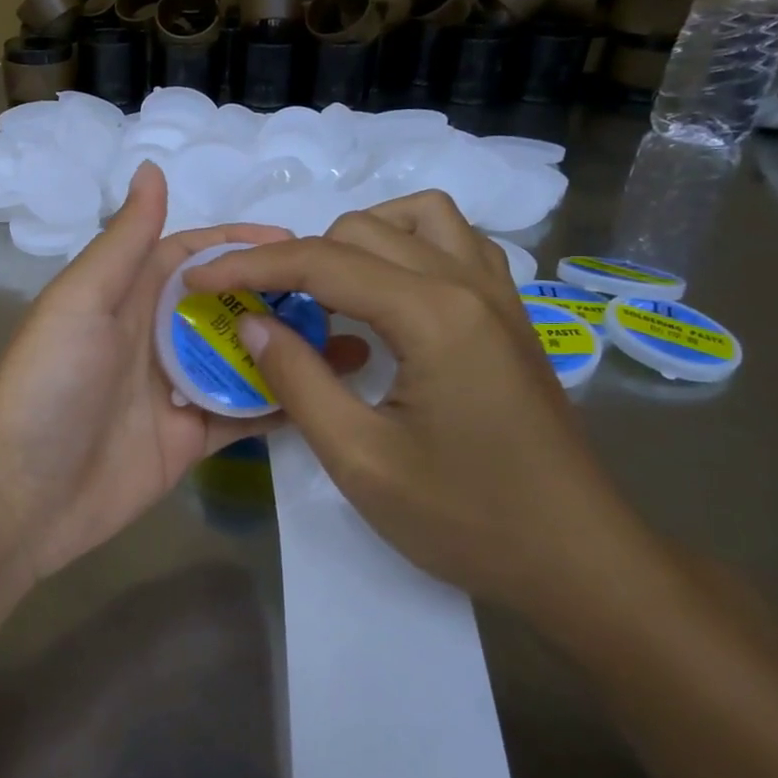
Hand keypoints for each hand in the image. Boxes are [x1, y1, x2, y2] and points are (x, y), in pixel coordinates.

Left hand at [0, 162, 361, 586]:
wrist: (22, 495)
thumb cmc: (48, 385)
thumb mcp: (81, 302)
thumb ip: (124, 243)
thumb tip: (153, 168)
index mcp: (127, 295)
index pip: (193, 255)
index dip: (241, 243)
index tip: (300, 242)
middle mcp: (155, 336)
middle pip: (226, 305)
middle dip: (277, 295)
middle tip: (342, 294)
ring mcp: (176, 390)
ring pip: (243, 358)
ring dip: (288, 348)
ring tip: (351, 339)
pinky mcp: (191, 438)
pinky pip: (244, 412)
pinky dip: (281, 402)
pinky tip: (328, 394)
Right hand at [183, 191, 649, 622]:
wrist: (579, 559)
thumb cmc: (466, 518)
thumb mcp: (360, 459)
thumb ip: (298, 381)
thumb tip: (252, 323)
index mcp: (432, 315)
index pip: (321, 262)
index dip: (250, 265)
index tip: (199, 277)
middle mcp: (469, 284)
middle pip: (362, 229)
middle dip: (297, 258)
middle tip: (261, 308)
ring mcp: (499, 294)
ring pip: (416, 218)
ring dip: (356, 240)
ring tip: (322, 290)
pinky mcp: (510, 314)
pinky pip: (454, 243)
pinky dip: (405, 247)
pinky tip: (385, 296)